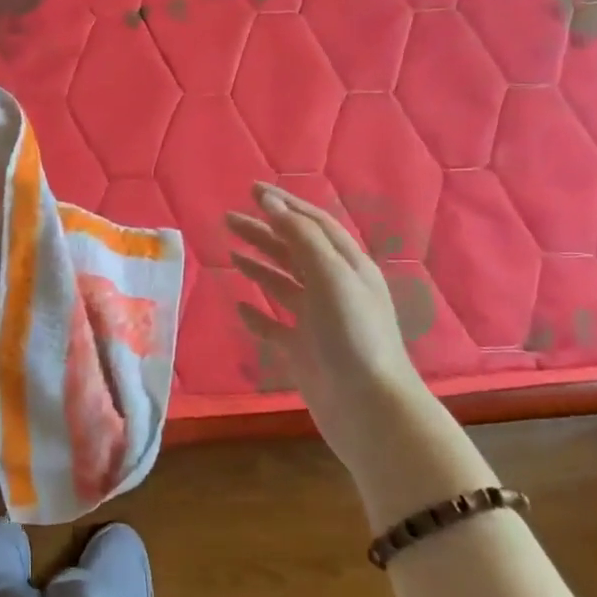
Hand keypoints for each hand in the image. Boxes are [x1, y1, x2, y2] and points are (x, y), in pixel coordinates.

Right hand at [226, 183, 424, 471]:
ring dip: (258, 265)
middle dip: (263, 232)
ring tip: (230, 253)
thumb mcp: (331, 276)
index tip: (252, 189)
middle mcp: (334, 288)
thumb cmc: (352, 334)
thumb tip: (270, 202)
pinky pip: (275, 325)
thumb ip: (300, 237)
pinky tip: (239, 306)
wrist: (368, 406)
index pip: (314, 224)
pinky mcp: (303, 349)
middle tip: (228, 219)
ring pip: (283, 284)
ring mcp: (317, 320)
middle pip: (294, 250)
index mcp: (348, 266)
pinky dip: (257, 313)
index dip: (284, 205)